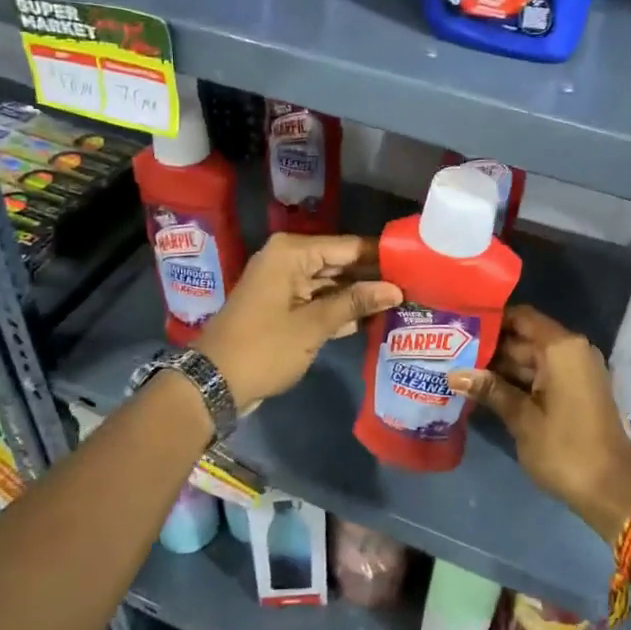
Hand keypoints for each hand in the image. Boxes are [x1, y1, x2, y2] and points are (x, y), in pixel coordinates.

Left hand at [196, 234, 401, 412]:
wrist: (213, 383)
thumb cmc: (263, 348)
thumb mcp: (313, 326)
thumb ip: (355, 303)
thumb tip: (396, 289)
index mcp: (291, 253)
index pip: (348, 246)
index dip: (381, 255)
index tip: (417, 263)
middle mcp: (289, 260)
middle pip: (341, 262)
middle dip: (374, 276)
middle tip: (416, 285)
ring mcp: (285, 284)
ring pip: (333, 283)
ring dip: (361, 295)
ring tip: (403, 301)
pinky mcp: (285, 307)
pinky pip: (320, 300)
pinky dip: (342, 309)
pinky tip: (373, 319)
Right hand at [450, 305, 630, 543]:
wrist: (613, 492)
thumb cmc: (566, 450)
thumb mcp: (523, 419)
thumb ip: (490, 390)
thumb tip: (454, 373)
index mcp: (562, 348)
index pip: (521, 317)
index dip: (491, 319)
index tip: (459, 324)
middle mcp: (571, 351)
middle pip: (524, 338)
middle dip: (489, 346)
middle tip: (449, 350)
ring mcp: (575, 372)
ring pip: (530, 359)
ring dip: (499, 366)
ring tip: (458, 368)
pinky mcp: (575, 391)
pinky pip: (541, 375)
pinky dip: (516, 380)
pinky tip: (484, 389)